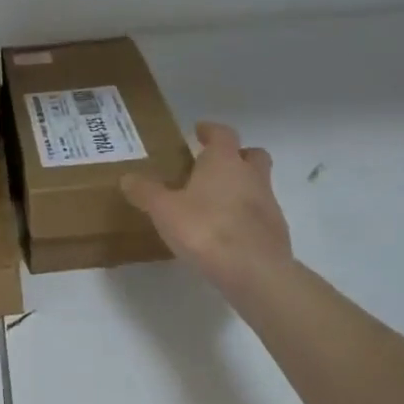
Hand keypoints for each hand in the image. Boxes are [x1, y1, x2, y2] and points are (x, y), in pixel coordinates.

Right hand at [122, 121, 293, 295]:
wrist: (254, 272)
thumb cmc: (206, 229)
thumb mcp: (164, 210)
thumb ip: (145, 192)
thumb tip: (127, 178)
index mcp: (224, 162)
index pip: (223, 133)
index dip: (211, 130)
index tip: (199, 131)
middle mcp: (251, 176)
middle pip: (252, 154)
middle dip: (236, 155)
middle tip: (213, 165)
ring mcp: (269, 204)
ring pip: (258, 185)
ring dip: (242, 187)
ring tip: (215, 204)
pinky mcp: (276, 232)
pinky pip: (260, 214)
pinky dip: (246, 216)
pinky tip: (227, 233)